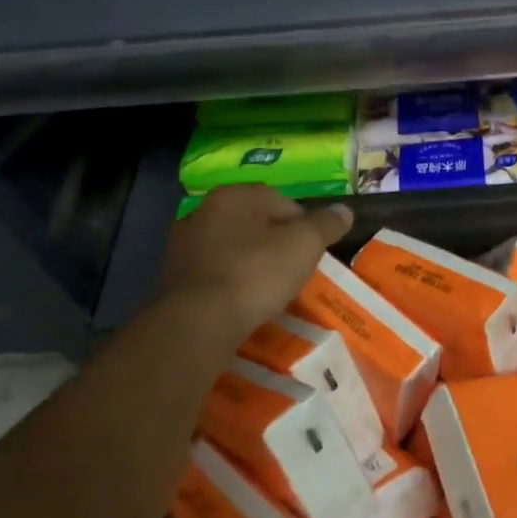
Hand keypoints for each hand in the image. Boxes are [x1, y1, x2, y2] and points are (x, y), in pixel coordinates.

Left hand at [158, 185, 353, 335]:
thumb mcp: (304, 245)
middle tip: (294, 271)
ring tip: (269, 292)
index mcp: (236, 195)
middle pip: (255, 225)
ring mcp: (183, 245)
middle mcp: (204, 210)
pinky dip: (230, 284)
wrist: (197, 322)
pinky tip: (241, 304)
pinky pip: (214, 275)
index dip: (305, 227)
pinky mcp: (172, 278)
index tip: (314, 254)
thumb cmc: (256, 273)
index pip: (284, 203)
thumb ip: (326, 224)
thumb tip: (344, 210)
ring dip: (250, 264)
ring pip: (232, 249)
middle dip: (275, 244)